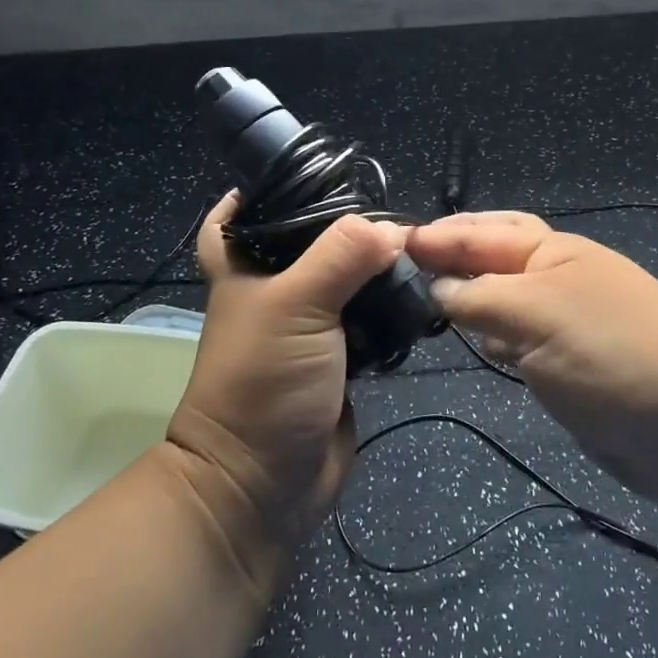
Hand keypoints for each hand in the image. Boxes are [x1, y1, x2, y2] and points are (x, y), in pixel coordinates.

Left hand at [166, 196, 404, 576]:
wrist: (265, 485)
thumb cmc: (263, 382)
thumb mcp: (296, 305)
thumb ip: (342, 256)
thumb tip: (395, 229)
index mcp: (247, 271)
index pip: (239, 216)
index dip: (262, 191)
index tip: (309, 171)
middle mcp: (277, 292)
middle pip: (308, 243)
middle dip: (344, 227)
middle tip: (387, 206)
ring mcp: (310, 328)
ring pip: (345, 282)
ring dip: (374, 268)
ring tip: (415, 245)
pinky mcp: (341, 359)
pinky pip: (369, 321)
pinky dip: (390, 308)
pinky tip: (419, 293)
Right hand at [408, 212, 657, 511]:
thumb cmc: (614, 354)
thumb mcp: (538, 313)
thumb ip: (478, 296)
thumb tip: (433, 288)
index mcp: (551, 251)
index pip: (480, 233)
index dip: (435, 237)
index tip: (382, 245)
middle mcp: (552, 279)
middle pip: (488, 259)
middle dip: (448, 258)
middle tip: (396, 268)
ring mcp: (560, 323)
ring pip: (497, 301)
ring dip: (462, 297)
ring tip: (413, 300)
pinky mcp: (563, 366)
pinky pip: (512, 341)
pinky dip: (485, 336)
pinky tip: (462, 340)